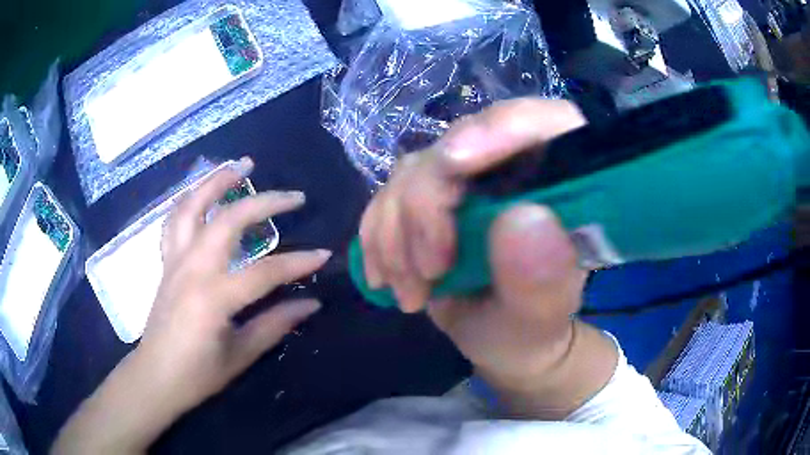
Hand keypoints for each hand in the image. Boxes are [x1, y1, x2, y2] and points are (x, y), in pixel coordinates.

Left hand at [141, 158, 329, 412]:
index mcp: (212, 298)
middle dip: (263, 202)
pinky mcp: (166, 263)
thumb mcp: (240, 355)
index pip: (264, 272)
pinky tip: (202, 193)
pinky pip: (174, 221)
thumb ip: (275, 324)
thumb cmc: (197, 374)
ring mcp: (174, 261)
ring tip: (241, 166)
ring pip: (192, 207)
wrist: (155, 377)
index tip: (324, 255)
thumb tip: (311, 303)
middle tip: (292, 195)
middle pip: (228, 221)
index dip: (297, 263)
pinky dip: (189, 200)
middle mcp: (191, 269)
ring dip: (216, 182)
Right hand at [359, 99, 616, 417]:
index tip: (455, 165)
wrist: (505, 343)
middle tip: (428, 270)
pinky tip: (388, 277)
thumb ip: (542, 280)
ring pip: (414, 170)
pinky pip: (387, 195)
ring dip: (396, 232)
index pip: (545, 123)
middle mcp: (515, 168)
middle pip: (462, 143)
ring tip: (412, 291)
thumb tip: (523, 221)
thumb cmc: (533, 332)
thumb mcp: (541, 320)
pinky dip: (378, 237)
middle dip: (427, 205)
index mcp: (565, 185)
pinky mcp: (431, 197)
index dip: (501, 128)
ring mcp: (469, 180)